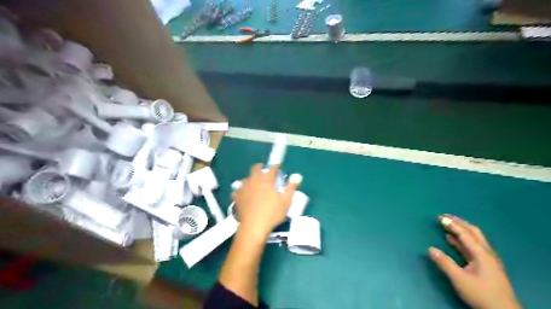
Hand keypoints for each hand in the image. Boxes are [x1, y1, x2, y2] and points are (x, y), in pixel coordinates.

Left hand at [232, 164, 299, 238]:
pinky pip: (238, 190)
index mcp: (266, 180)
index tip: (278, 167)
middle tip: (265, 171)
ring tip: (255, 184)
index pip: (271, 168)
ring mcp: (243, 188)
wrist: (253, 227)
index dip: (275, 166)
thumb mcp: (286, 201)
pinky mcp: (236, 197)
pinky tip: (245, 195)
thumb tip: (298, 176)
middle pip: (255, 168)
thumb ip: (291, 187)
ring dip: (251, 179)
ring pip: (246, 178)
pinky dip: (242, 190)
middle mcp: (254, 181)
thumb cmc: (272, 214)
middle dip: (260, 167)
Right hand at [427, 214, 521, 308]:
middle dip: (459, 222)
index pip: (465, 234)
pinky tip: (452, 240)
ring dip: (460, 230)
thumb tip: (430, 249)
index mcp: (482, 254)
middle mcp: (486, 253)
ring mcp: (487, 259)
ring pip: (474, 239)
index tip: (439, 217)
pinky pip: (472, 247)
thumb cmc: (481, 294)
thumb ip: (445, 263)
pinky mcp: (486, 266)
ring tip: (447, 225)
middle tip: (445, 216)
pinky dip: (461, 240)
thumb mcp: (459, 279)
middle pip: (473, 232)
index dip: (452, 224)